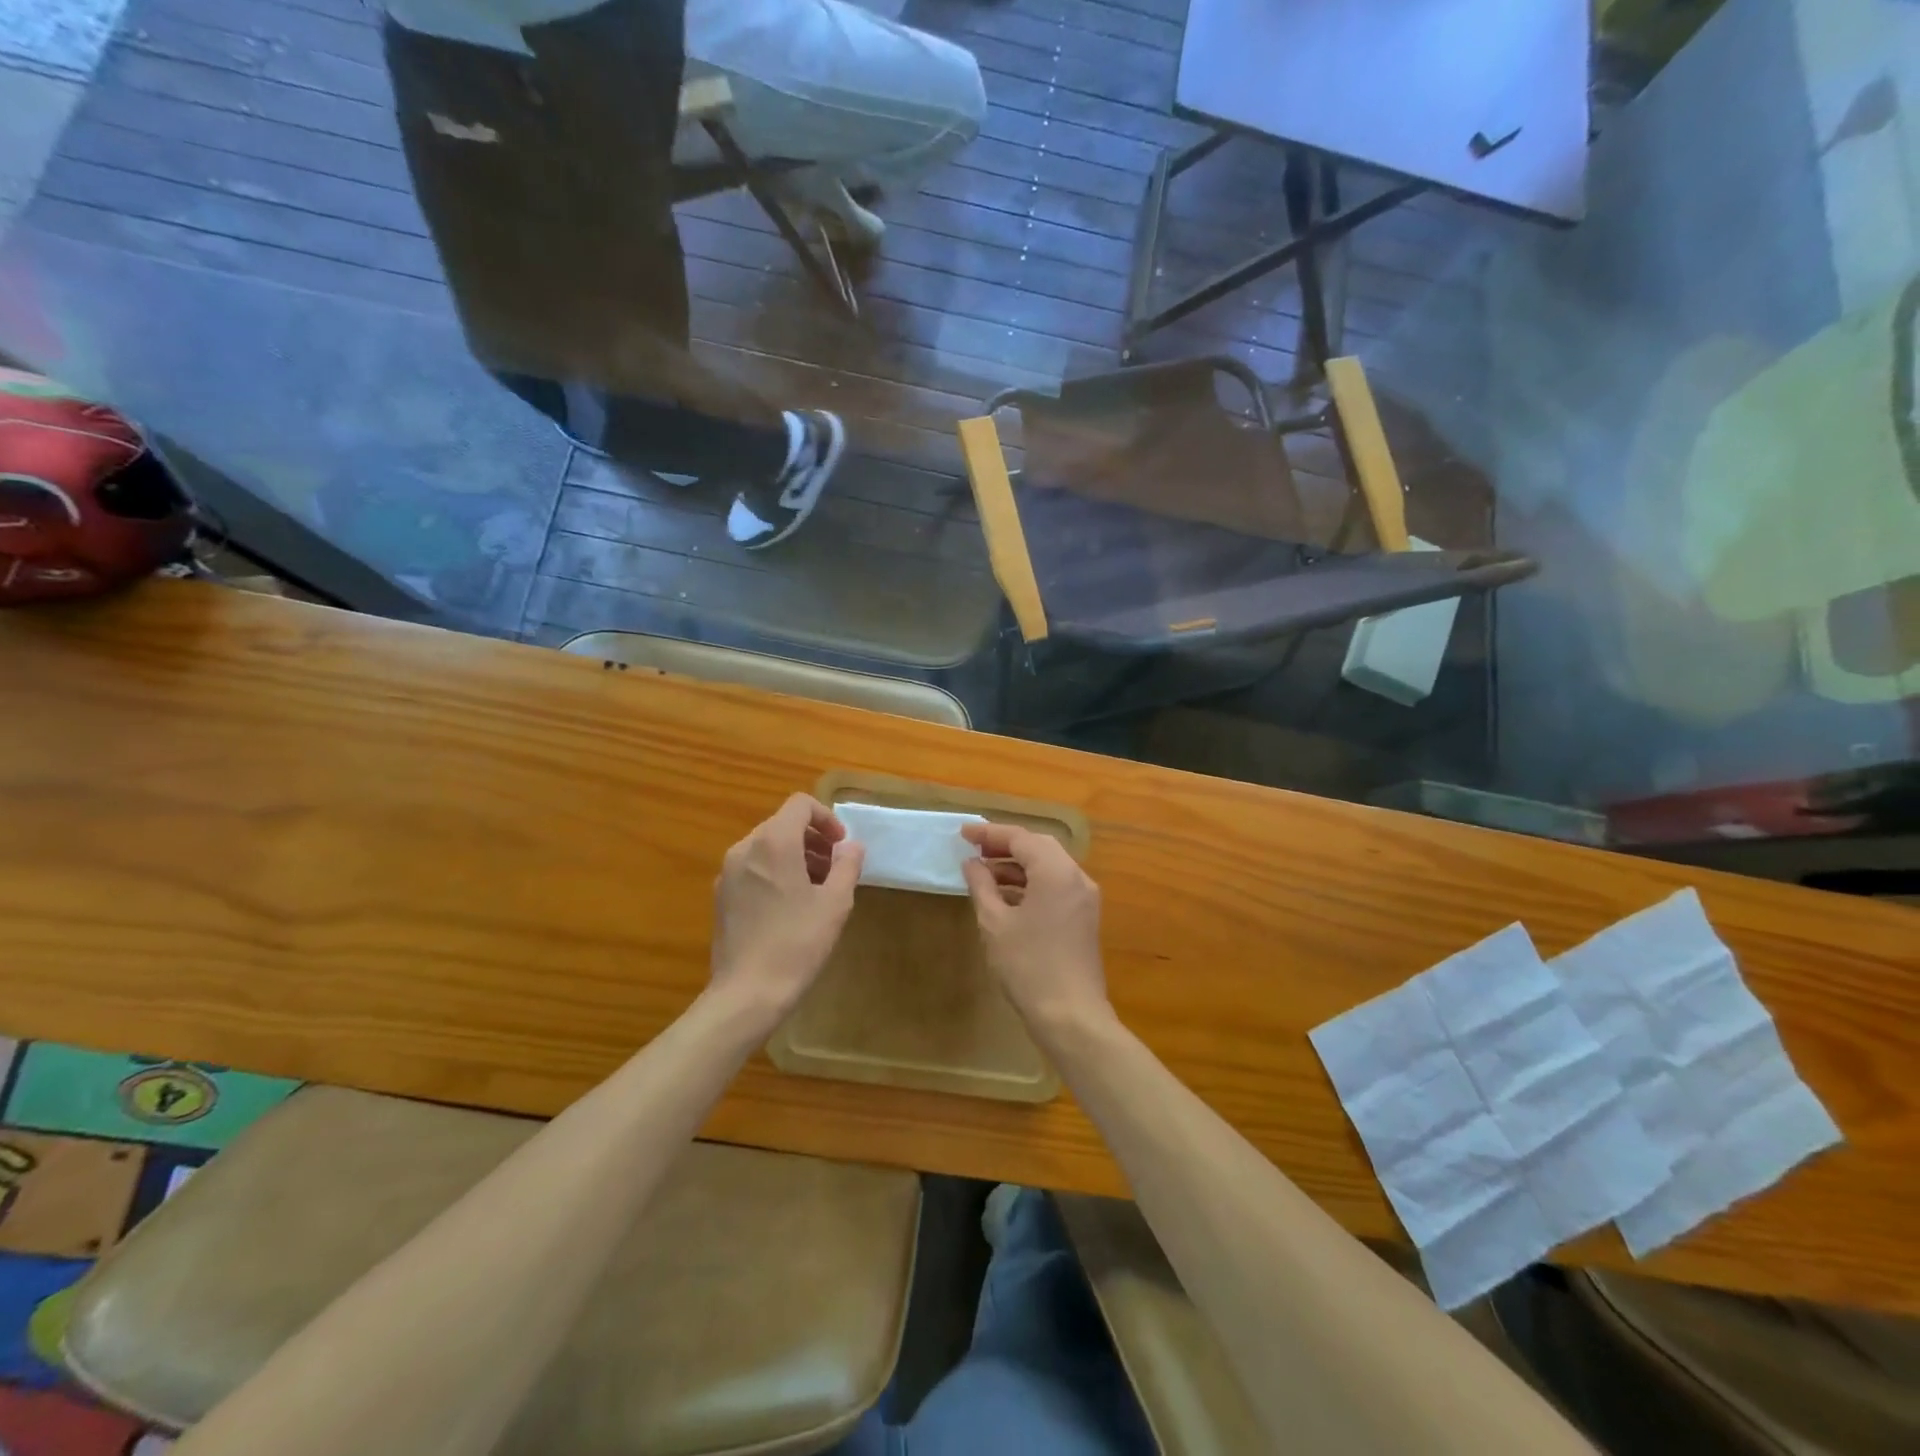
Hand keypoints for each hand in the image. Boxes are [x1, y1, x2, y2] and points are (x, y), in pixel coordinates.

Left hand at [710, 794, 864, 1020]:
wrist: (747, 993)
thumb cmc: (797, 943)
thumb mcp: (835, 903)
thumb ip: (847, 865)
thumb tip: (851, 846)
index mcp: (773, 842)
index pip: (800, 805)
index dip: (826, 818)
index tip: (842, 846)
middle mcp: (745, 849)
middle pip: (782, 824)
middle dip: (813, 840)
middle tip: (835, 869)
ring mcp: (728, 873)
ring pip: (767, 847)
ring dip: (795, 856)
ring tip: (817, 889)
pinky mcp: (721, 897)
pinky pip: (753, 869)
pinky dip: (775, 873)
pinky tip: (790, 907)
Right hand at [960, 823, 1110, 1031]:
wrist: (1071, 1016)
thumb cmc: (1028, 965)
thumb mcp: (995, 923)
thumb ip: (982, 885)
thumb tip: (972, 864)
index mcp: (1056, 871)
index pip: (1021, 838)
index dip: (990, 833)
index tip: (963, 833)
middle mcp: (1077, 877)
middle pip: (1039, 847)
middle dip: (1006, 845)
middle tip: (975, 850)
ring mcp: (1084, 898)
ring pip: (1049, 867)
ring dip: (1018, 866)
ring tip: (984, 873)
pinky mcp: (1084, 918)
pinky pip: (1056, 886)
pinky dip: (1032, 884)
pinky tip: (1006, 897)